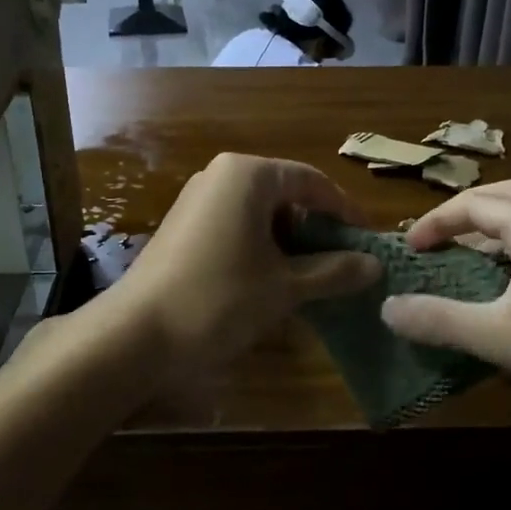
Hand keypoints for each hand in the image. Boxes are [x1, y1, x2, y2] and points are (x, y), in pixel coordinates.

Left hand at [106, 153, 380, 377]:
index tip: (368, 240)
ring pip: (260, 211)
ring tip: (312, 275)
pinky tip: (272, 280)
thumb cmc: (219, 299)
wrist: (136, 334)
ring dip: (290, 240)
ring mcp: (197, 200)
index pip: (312, 181)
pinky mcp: (183, 226)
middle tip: (343, 261)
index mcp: (248, 175)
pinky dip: (261, 246)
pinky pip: (235, 225)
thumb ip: (333, 271)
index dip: (345, 210)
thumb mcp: (285, 287)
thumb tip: (375, 264)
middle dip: (316, 227)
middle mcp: (220, 175)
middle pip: (286, 193)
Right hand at [380, 180, 510, 419]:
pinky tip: (500, 287)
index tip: (408, 250)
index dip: (434, 222)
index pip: (472, 205)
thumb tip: (386, 307)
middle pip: (505, 196)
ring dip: (490, 228)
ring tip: (461, 254)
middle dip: (465, 212)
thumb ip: (439, 319)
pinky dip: (509, 250)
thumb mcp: (498, 335)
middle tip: (437, 237)